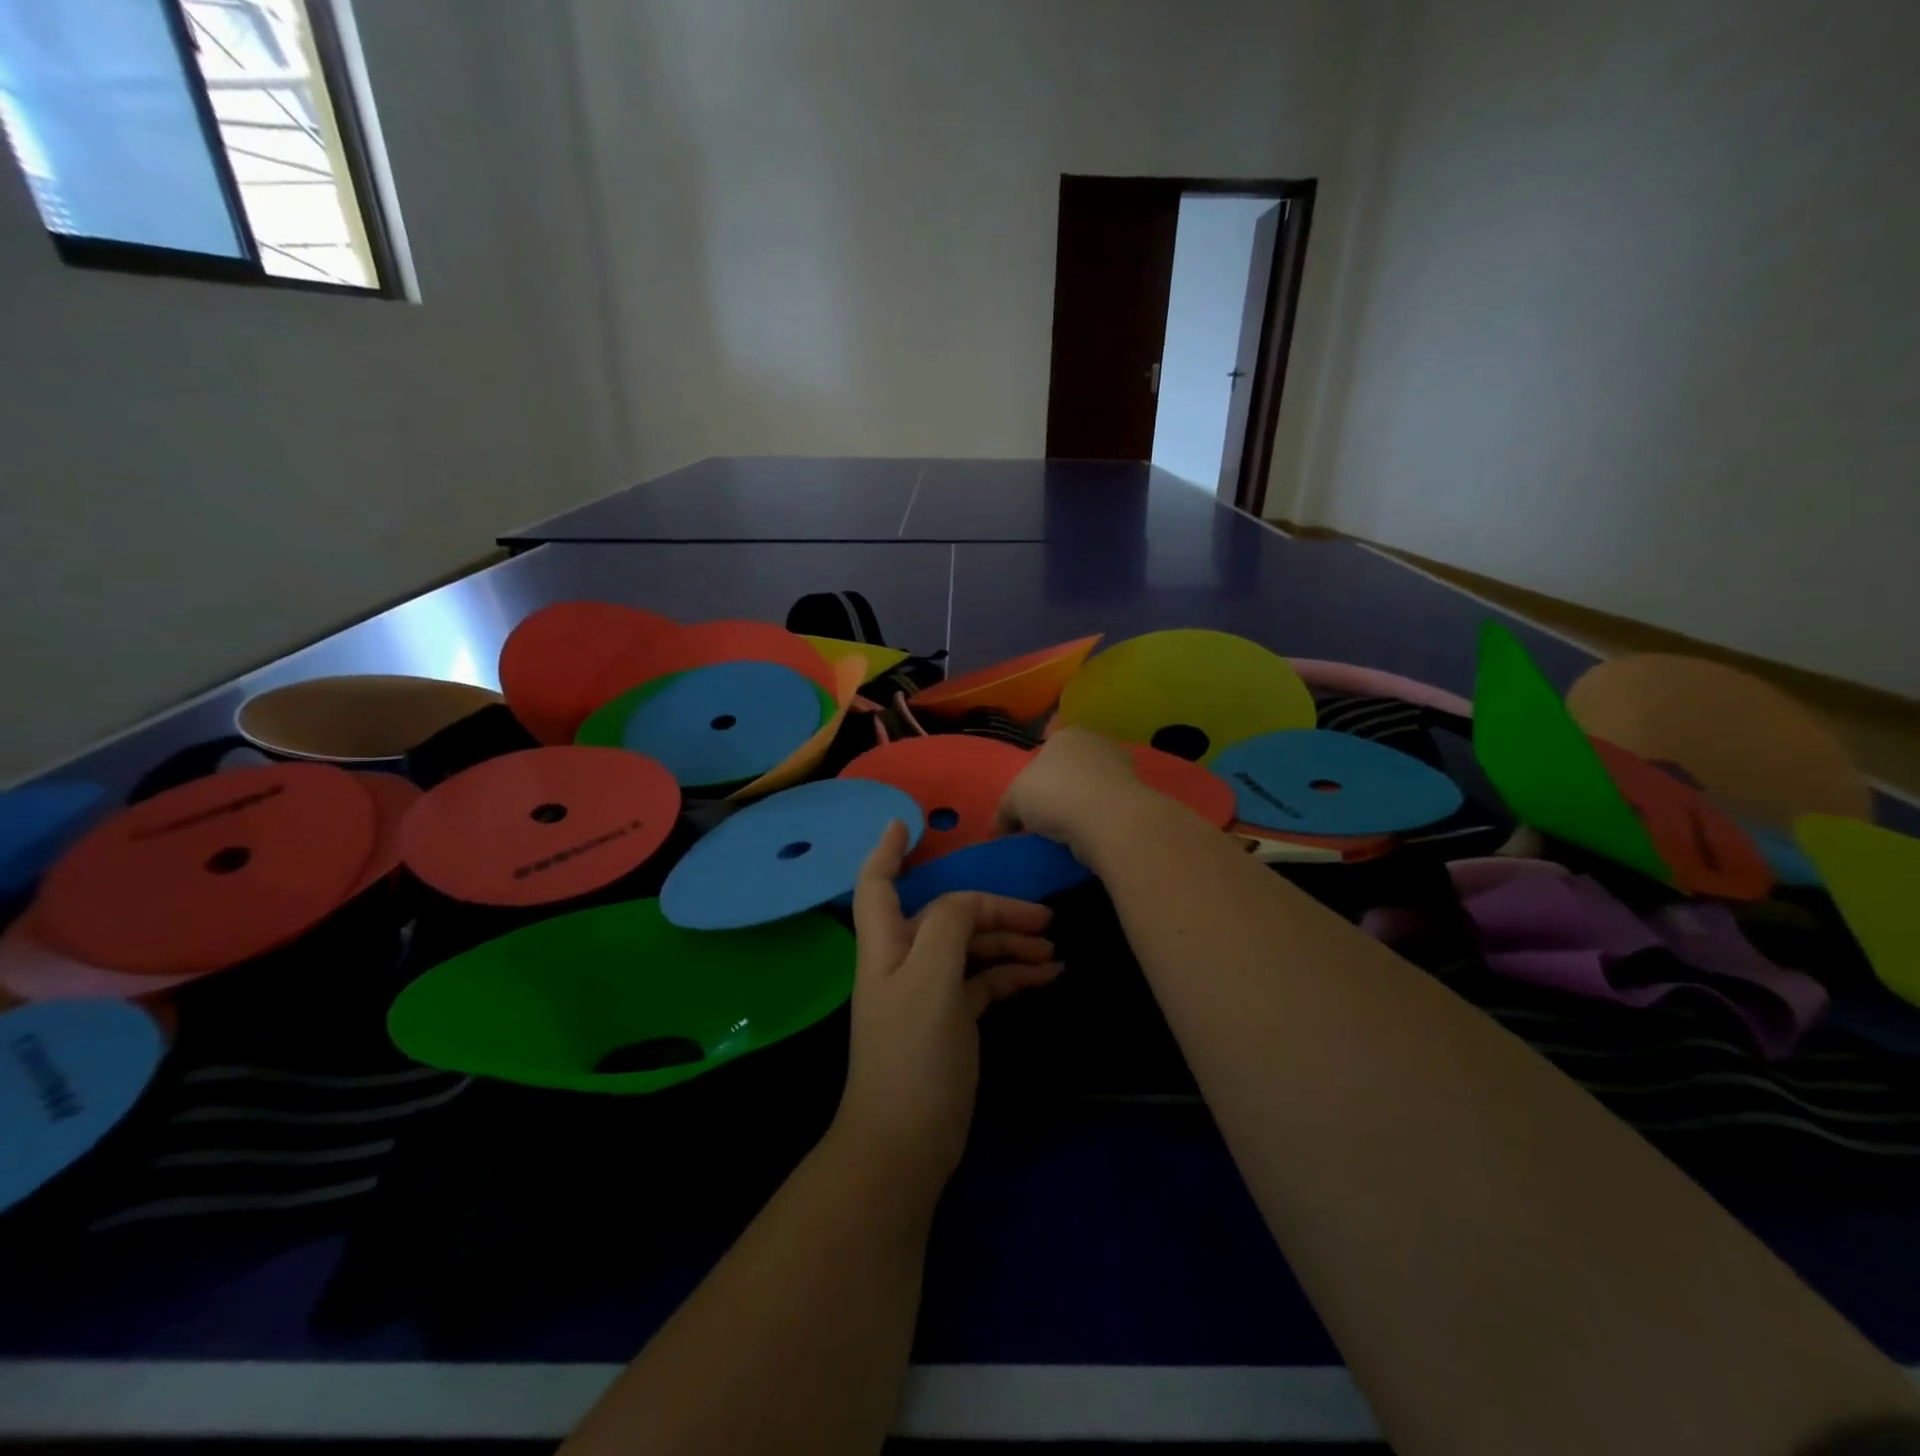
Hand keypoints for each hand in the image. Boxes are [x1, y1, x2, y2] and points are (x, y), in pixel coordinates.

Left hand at [834, 820, 1062, 1190]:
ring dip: (1009, 942)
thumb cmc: (913, 1054)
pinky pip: (985, 981)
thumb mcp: (930, 979)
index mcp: (886, 944)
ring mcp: (930, 991)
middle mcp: (905, 960)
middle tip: (1041, 915)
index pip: (878, 884)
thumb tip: (969, 903)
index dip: (887, 850)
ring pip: (970, 947)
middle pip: (945, 914)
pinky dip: (1012, 974)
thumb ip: (947, 925)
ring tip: (1053, 949)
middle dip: (990, 908)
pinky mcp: (953, 1020)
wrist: (907, 1143)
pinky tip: (1048, 977)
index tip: (908, 822)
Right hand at [996, 727, 1158, 858]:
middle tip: (1047, 815)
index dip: (1038, 772)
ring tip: (1068, 831)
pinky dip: (1100, 818)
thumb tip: (995, 829)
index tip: (1032, 798)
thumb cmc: (1055, 794)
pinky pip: (1110, 806)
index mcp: (1066, 734)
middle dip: (1063, 786)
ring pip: (1094, 786)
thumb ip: (1004, 812)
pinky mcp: (1138, 795)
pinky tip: (1090, 835)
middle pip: (1073, 765)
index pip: (1049, 747)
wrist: (1109, 819)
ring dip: (1083, 804)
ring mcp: (1122, 767)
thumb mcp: (1014, 801)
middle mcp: (1097, 743)